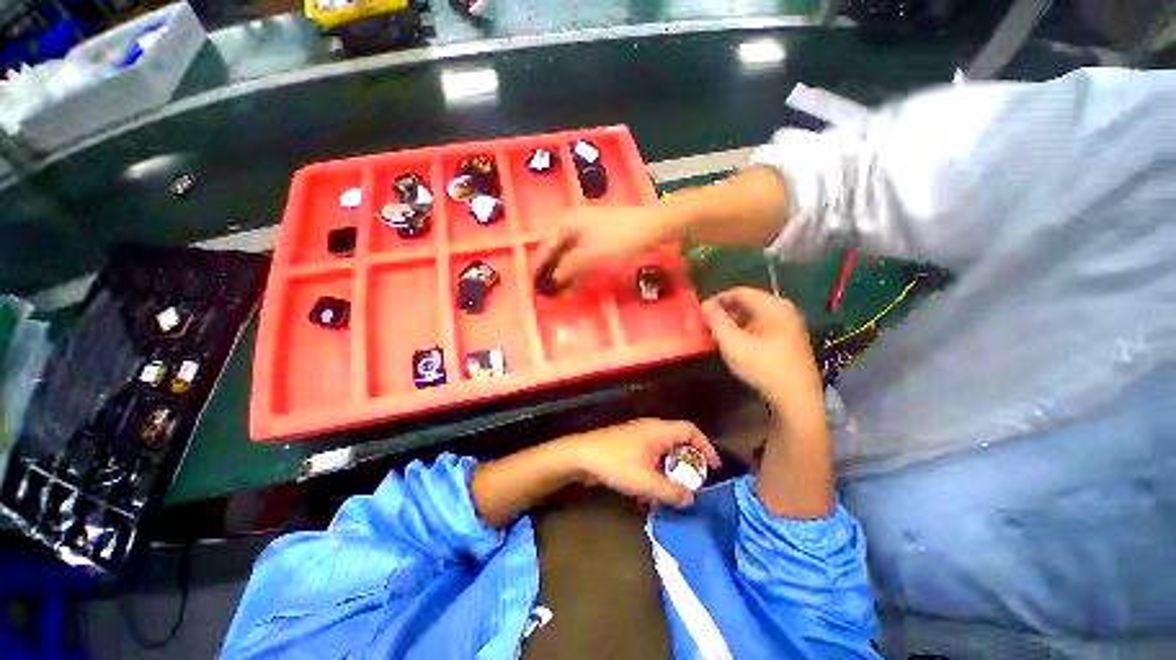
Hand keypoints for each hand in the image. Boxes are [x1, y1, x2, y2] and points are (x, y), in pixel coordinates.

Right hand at [536, 206, 673, 290]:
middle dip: (552, 272)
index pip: (545, 249)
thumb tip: (552, 281)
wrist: (652, 227)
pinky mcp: (599, 235)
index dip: (540, 270)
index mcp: (565, 224)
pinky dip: (578, 267)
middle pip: (556, 251)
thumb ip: (567, 268)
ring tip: (562, 290)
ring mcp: (587, 228)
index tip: (536, 289)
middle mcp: (572, 223)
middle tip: (550, 293)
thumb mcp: (589, 256)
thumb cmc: (617, 240)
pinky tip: (578, 279)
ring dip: (565, 271)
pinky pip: (582, 253)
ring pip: (569, 253)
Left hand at [562, 419, 720, 507]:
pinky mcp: (628, 448)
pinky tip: (649, 495)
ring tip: (672, 494)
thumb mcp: (646, 481)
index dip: (705, 446)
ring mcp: (639, 438)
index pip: (690, 430)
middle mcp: (651, 430)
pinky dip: (655, 474)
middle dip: (688, 464)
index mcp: (659, 430)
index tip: (713, 467)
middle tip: (693, 485)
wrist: (581, 456)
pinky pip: (650, 459)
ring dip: (670, 472)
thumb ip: (672, 492)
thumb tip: (691, 499)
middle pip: (678, 442)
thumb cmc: (616, 463)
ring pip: (663, 453)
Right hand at [701, 287, 823, 416]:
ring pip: (754, 316)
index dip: (717, 299)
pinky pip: (762, 326)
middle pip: (748, 303)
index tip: (701, 312)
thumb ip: (717, 321)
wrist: (796, 398)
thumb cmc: (763, 366)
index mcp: (773, 306)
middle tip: (708, 325)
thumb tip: (705, 305)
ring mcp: (789, 325)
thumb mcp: (733, 343)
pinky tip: (735, 344)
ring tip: (718, 336)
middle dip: (725, 312)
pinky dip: (745, 331)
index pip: (739, 292)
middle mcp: (784, 310)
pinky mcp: (790, 339)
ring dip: (734, 323)